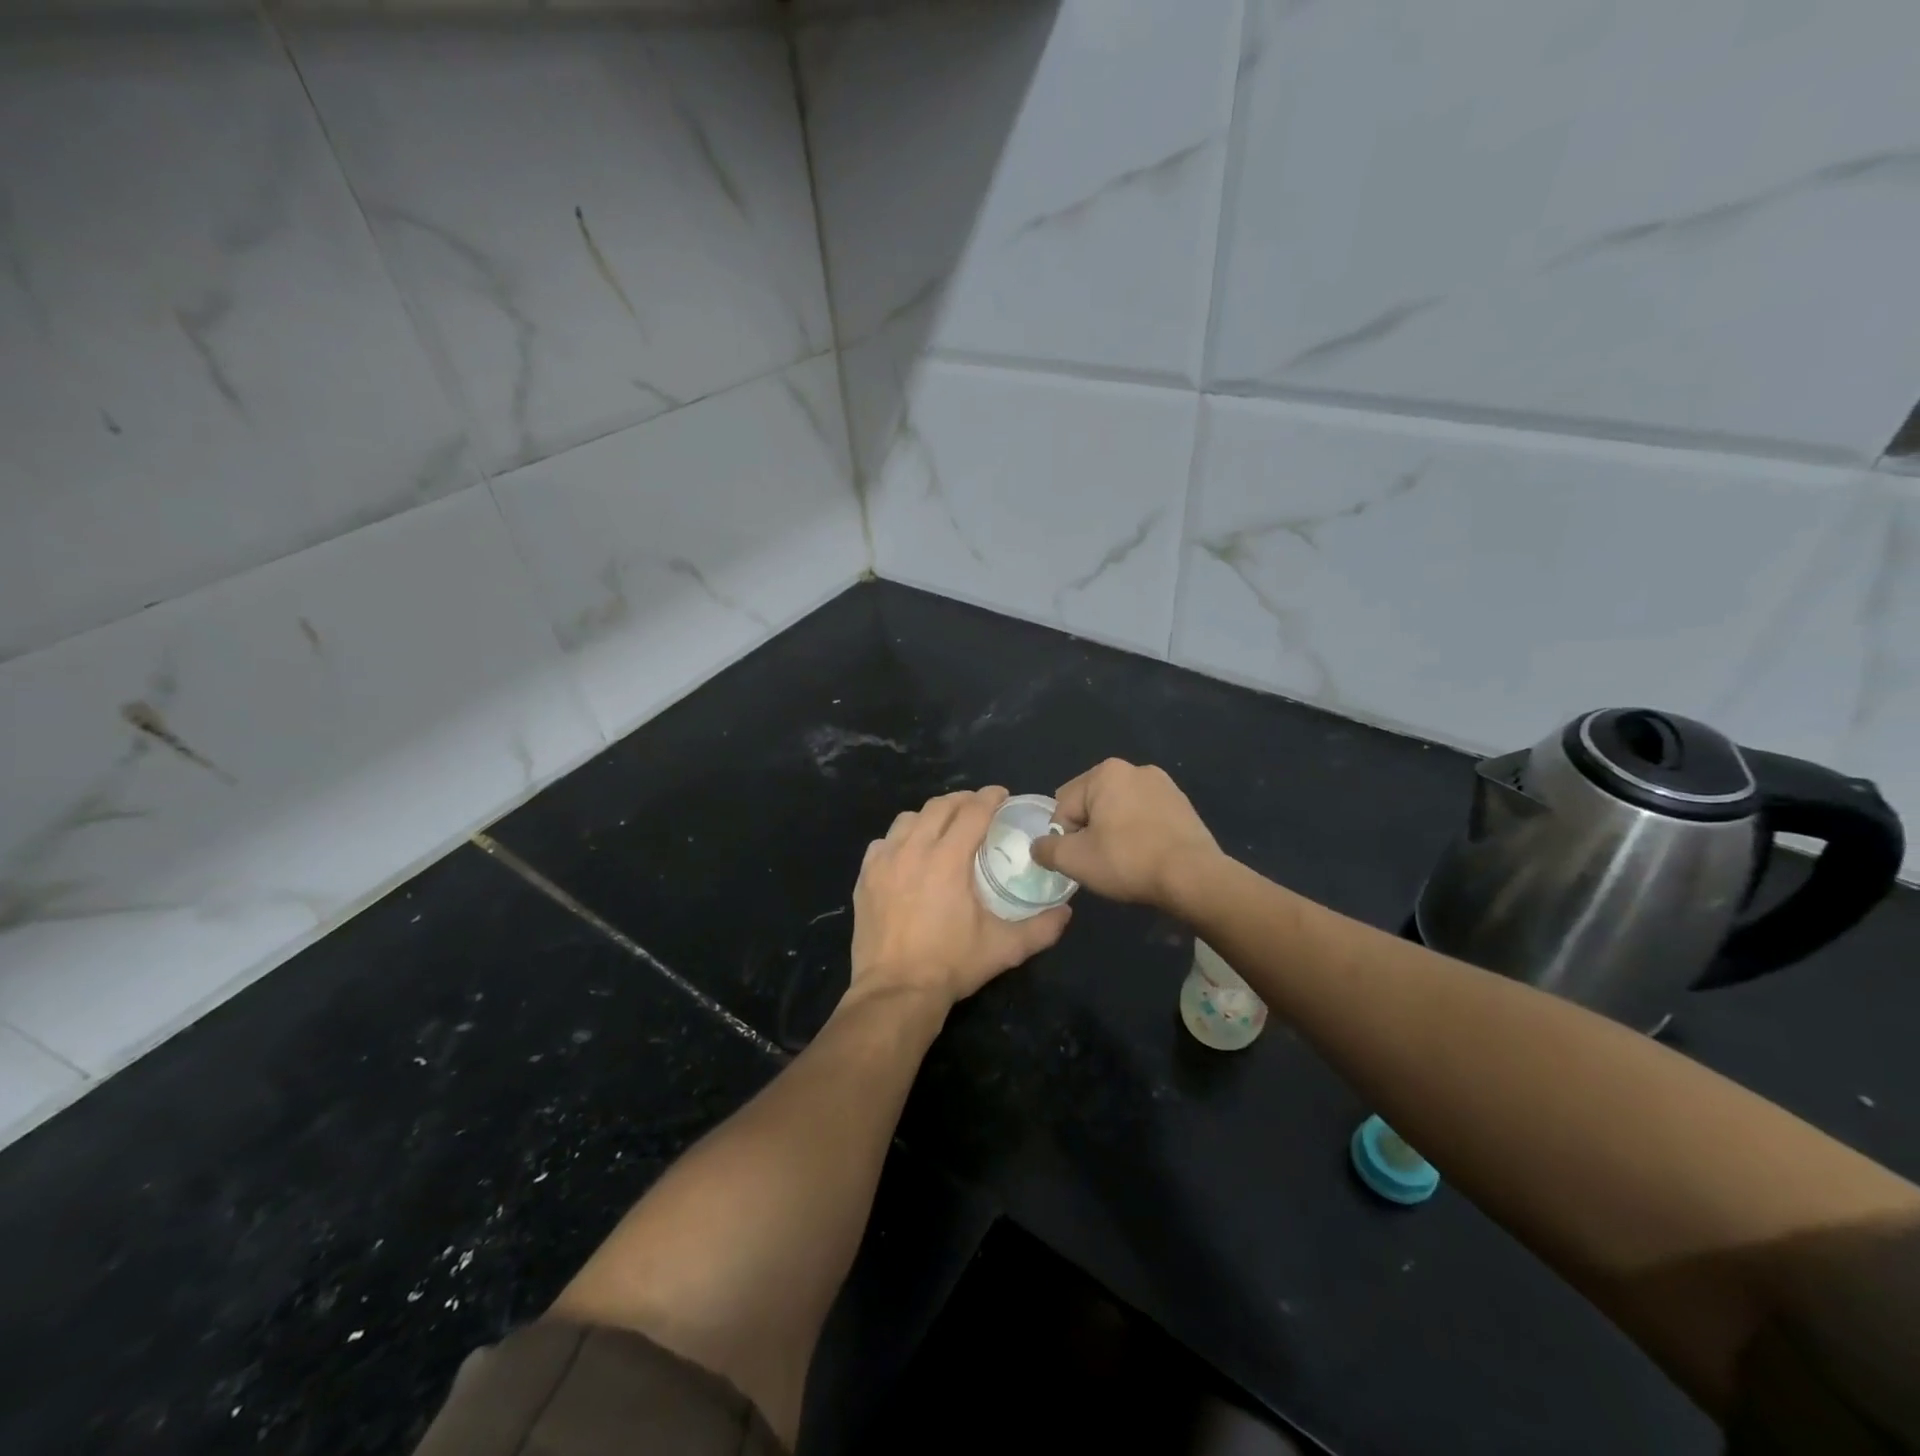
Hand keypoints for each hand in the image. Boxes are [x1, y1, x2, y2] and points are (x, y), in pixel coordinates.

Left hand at [849, 787, 1071, 1011]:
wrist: (896, 992)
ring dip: (930, 815)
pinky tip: (909, 853)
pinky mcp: (865, 877)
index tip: (1002, 795)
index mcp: (948, 859)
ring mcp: (884, 862)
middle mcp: (914, 850)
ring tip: (944, 826)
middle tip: (978, 808)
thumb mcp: (1004, 948)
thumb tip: (1066, 912)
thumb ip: (1041, 928)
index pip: (973, 811)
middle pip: (939, 806)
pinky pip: (883, 842)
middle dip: (963, 800)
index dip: (990, 798)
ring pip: (908, 819)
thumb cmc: (951, 965)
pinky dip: (900, 838)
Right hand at [1030, 759, 1222, 910]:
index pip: (1064, 806)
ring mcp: (1163, 784)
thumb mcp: (1074, 860)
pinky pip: (1145, 817)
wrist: (1193, 876)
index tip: (1080, 860)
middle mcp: (1134, 769)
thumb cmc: (1127, 861)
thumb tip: (1039, 847)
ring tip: (1125, 861)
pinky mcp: (1182, 804)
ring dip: (1114, 831)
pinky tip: (1146, 856)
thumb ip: (1046, 849)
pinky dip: (1139, 833)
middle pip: (1092, 803)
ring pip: (1119, 810)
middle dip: (1090, 830)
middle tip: (1101, 861)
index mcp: (1105, 772)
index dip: (1064, 837)